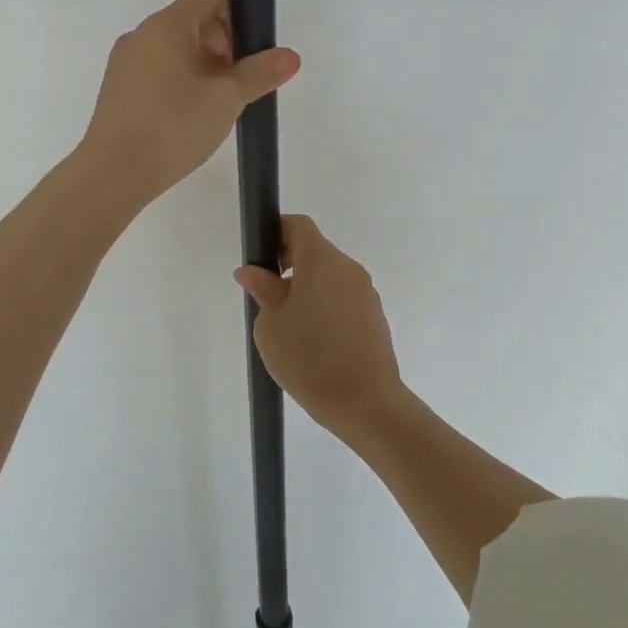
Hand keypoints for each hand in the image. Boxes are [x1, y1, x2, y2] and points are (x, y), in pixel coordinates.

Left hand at [78, 0, 299, 216]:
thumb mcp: (226, 99)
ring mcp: (125, 61)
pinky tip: (189, 117)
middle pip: (193, 20)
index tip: (251, 50)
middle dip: (224, 44)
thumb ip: (259, 73)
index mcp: (167, 25)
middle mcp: (142, 34)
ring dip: (203, 66)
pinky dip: (180, 81)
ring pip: (174, 48)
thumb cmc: (173, 126)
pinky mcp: (117, 88)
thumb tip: (290, 56)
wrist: (113, 172)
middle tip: (240, 84)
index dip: (238, 11)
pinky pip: (157, 70)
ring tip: (218, 105)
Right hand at [234, 215, 404, 438]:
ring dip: (308, 287)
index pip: (298, 225)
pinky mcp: (375, 315)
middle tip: (268, 296)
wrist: (365, 403)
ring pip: (330, 276)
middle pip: (315, 250)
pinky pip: (344, 297)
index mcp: (321, 260)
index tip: (261, 259)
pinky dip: (326, 305)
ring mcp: (366, 291)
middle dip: (289, 264)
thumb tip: (252, 271)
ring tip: (291, 325)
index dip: (276, 232)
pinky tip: (315, 340)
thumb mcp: (271, 325)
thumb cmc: (309, 358)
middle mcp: (348, 267)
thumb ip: (263, 290)